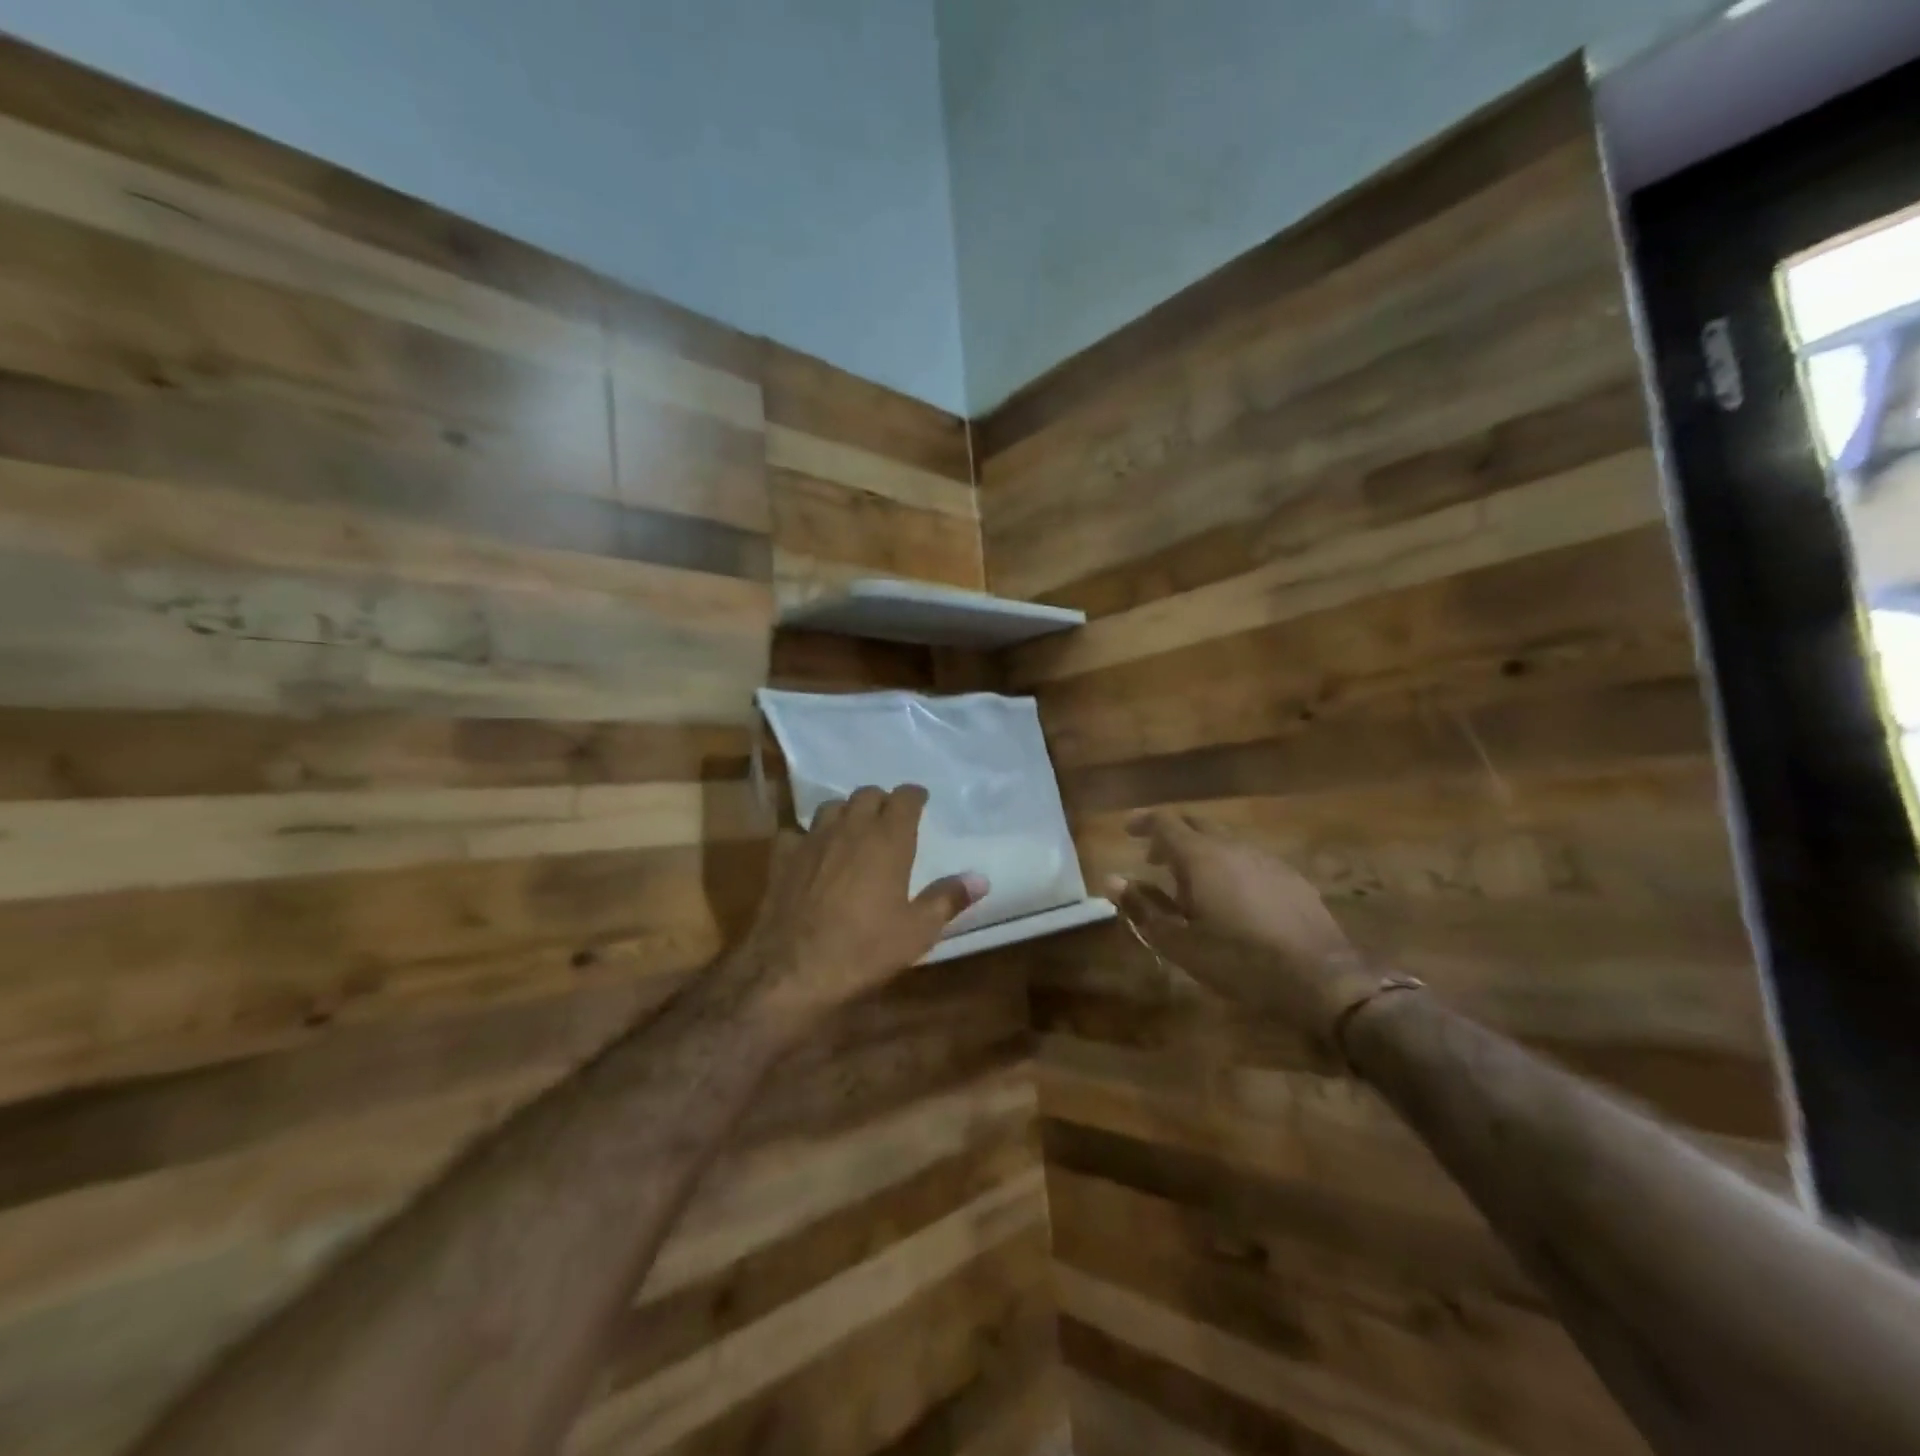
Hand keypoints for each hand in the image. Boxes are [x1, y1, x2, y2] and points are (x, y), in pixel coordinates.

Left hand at [744, 784, 986, 1025]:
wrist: (792, 969)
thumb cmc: (864, 949)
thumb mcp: (917, 931)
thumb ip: (948, 898)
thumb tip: (980, 878)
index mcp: (888, 840)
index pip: (904, 798)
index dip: (914, 795)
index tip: (921, 800)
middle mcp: (850, 828)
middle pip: (866, 794)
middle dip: (881, 801)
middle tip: (890, 818)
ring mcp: (812, 840)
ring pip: (831, 806)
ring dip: (846, 811)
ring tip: (853, 830)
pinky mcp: (782, 857)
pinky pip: (796, 832)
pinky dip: (808, 836)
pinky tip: (811, 853)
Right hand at [1108, 810, 1384, 1044]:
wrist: (1320, 978)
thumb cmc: (1239, 960)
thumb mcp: (1180, 942)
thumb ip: (1143, 907)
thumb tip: (1111, 879)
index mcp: (1201, 857)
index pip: (1165, 822)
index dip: (1143, 822)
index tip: (1128, 831)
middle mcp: (1233, 847)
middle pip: (1196, 824)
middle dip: (1171, 835)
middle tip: (1154, 859)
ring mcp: (1266, 859)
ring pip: (1224, 841)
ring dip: (1200, 852)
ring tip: (1190, 884)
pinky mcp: (1290, 877)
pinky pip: (1248, 858)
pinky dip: (1228, 866)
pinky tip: (1231, 898)